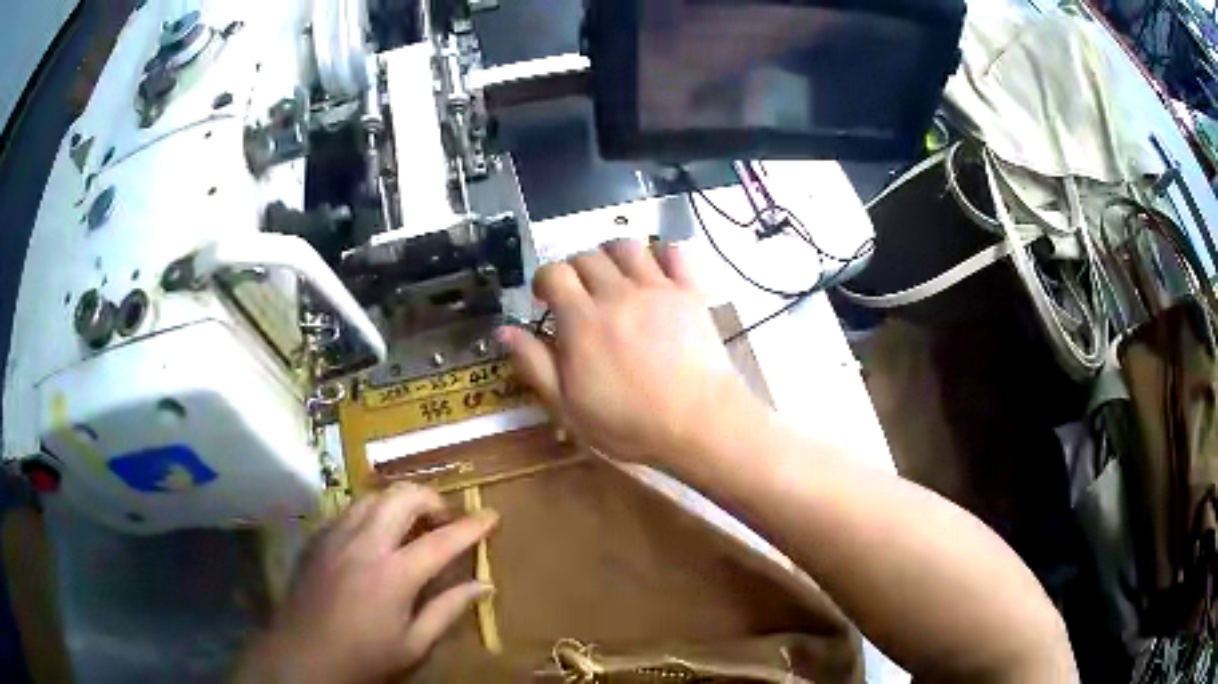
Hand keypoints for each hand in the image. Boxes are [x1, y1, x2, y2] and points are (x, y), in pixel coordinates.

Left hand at [235, 484, 497, 683]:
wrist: (303, 654)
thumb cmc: (364, 657)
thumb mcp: (414, 644)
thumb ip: (448, 610)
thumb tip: (484, 586)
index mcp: (394, 575)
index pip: (442, 540)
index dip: (472, 526)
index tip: (492, 516)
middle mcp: (365, 544)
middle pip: (402, 497)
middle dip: (432, 499)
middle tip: (445, 519)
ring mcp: (337, 536)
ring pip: (373, 495)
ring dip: (400, 501)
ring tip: (413, 523)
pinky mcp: (318, 538)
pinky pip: (350, 509)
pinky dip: (373, 512)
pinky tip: (377, 536)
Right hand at [496, 240, 755, 465]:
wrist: (699, 424)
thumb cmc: (630, 424)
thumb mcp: (568, 407)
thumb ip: (534, 364)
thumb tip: (504, 329)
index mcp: (582, 320)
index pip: (553, 272)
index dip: (544, 280)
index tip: (545, 299)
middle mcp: (617, 294)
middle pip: (587, 255)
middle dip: (575, 270)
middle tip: (580, 295)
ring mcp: (657, 289)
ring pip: (627, 245)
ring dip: (612, 255)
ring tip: (614, 278)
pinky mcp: (690, 293)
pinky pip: (674, 252)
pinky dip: (661, 254)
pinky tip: (655, 274)